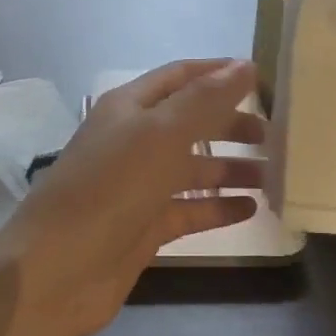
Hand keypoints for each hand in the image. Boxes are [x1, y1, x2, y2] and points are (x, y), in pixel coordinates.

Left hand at [0, 59, 264, 335]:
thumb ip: (204, 100)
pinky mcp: (144, 227)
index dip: (219, 72)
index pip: (181, 77)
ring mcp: (138, 186)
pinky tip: (251, 209)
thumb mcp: (160, 135)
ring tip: (275, 174)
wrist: (58, 271)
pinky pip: (188, 210)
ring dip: (231, 168)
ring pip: (192, 168)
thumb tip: (245, 65)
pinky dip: (217, 207)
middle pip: (191, 123)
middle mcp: (134, 141)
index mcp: (130, 108)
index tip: (265, 79)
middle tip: (277, 135)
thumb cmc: (110, 189)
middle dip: (231, 123)